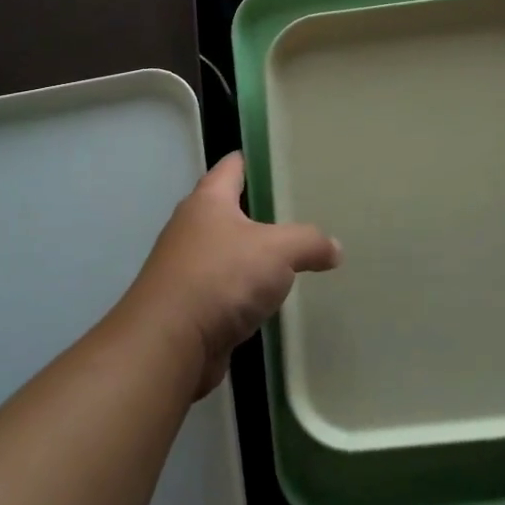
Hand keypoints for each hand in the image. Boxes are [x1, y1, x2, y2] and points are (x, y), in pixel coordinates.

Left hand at [122, 152, 341, 397]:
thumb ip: (309, 242)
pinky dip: (244, 292)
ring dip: (252, 256)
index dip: (254, 161)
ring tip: (290, 256)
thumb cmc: (221, 278)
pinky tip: (268, 299)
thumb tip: (335, 248)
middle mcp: (191, 228)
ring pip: (227, 252)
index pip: (232, 167)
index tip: (281, 161)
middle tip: (299, 211)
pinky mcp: (188, 305)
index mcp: (207, 201)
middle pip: (228, 210)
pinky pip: (224, 289)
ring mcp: (186, 268)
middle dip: (259, 211)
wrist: (169, 344)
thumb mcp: (278, 250)